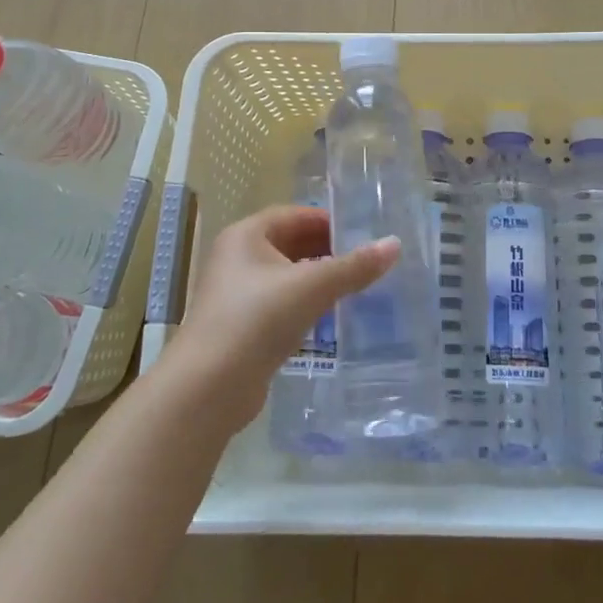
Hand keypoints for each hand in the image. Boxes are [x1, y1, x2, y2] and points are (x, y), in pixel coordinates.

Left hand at [177, 204, 398, 432]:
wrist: (208, 387)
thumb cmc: (257, 319)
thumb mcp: (312, 287)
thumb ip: (354, 266)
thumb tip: (394, 244)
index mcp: (246, 235)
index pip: (293, 215)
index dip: (328, 221)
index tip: (361, 233)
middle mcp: (236, 257)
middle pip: (288, 242)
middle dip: (325, 249)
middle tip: (363, 260)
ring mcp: (235, 294)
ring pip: (284, 275)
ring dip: (315, 277)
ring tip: (352, 287)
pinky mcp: (239, 326)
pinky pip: (278, 303)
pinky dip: (302, 303)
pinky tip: (326, 317)